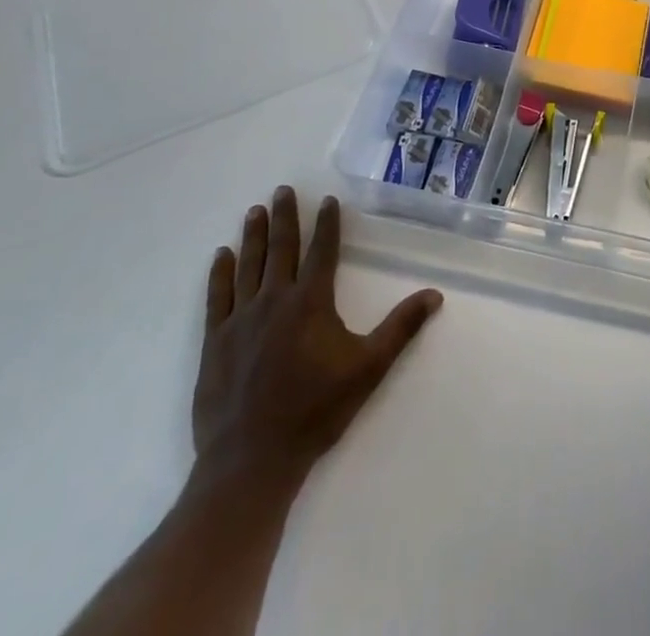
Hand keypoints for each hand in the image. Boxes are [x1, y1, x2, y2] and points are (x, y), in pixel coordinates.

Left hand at [192, 186, 442, 494]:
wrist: (252, 459)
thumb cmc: (315, 411)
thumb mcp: (368, 368)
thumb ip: (401, 328)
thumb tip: (434, 294)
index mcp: (311, 301)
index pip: (322, 250)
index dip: (327, 223)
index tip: (327, 200)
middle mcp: (275, 299)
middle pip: (282, 248)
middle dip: (285, 216)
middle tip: (282, 190)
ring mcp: (240, 319)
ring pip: (249, 265)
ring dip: (254, 236)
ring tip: (255, 211)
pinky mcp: (215, 342)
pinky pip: (217, 297)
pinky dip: (220, 273)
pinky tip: (221, 255)